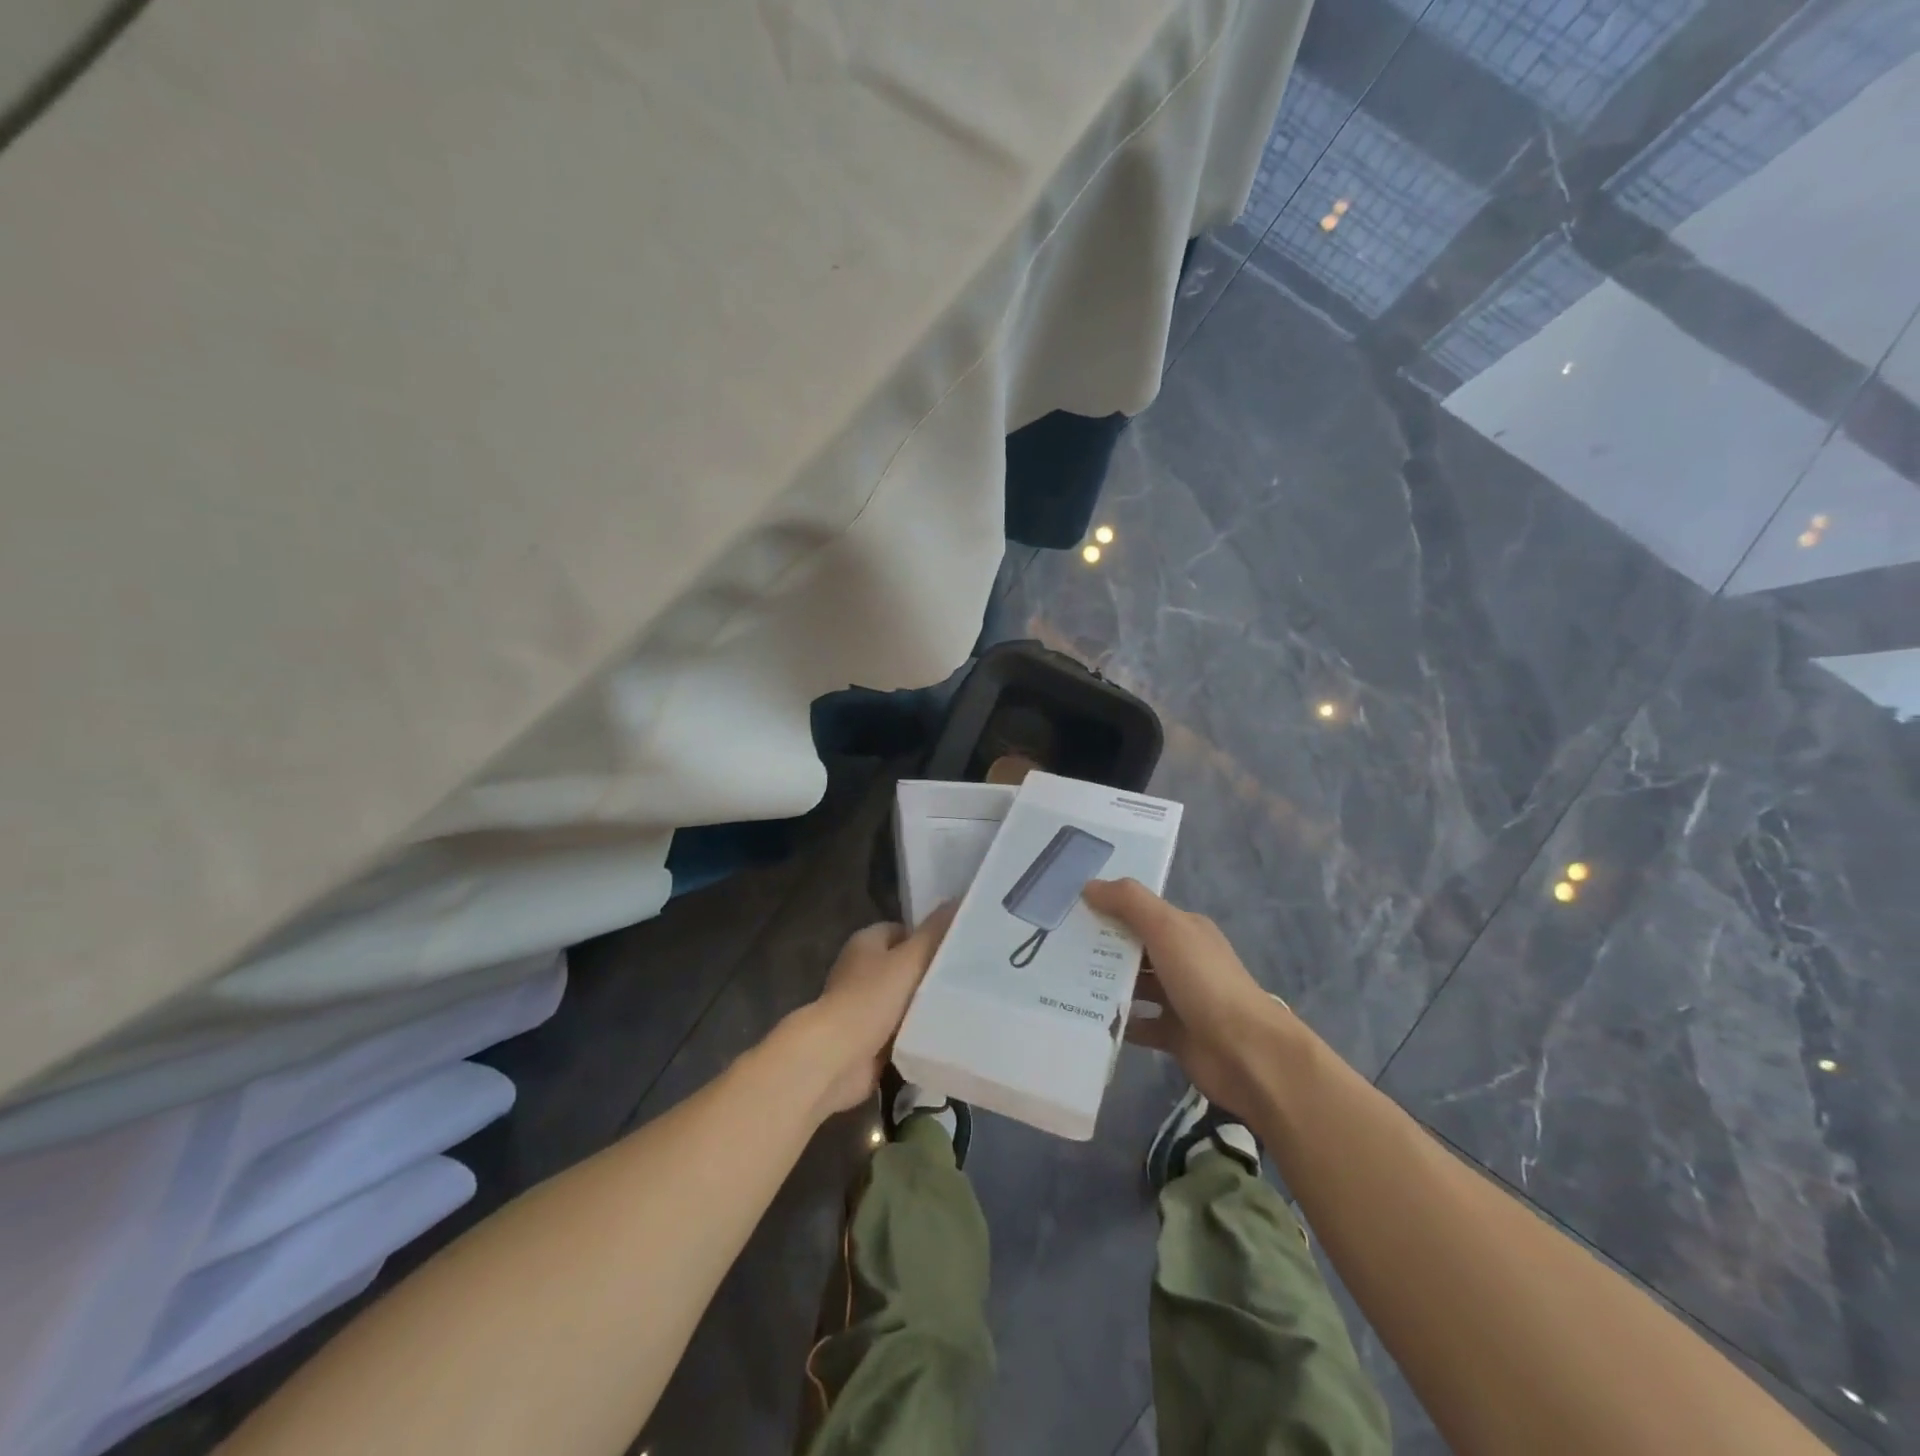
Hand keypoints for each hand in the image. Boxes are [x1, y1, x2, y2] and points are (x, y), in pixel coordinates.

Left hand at [796, 901, 956, 1117]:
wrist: (838, 1057)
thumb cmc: (872, 998)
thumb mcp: (910, 959)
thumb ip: (935, 932)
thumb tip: (958, 900)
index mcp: (865, 943)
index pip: (902, 930)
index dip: (928, 937)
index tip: (957, 949)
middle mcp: (860, 970)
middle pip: (902, 966)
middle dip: (929, 974)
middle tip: (964, 980)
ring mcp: (861, 1006)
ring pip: (902, 1000)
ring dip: (923, 1007)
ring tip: (960, 1007)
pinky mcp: (866, 1039)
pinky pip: (899, 1030)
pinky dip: (915, 1033)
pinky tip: (941, 1035)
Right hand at [1083, 879, 1299, 1117]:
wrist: (1247, 1054)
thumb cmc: (1205, 982)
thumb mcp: (1167, 929)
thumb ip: (1129, 902)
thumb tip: (1089, 885)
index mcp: (1185, 930)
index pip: (1140, 911)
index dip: (1107, 908)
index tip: (1067, 910)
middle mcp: (1182, 960)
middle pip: (1134, 947)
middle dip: (1099, 946)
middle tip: (1054, 948)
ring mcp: (1179, 998)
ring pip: (1134, 985)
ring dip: (1104, 983)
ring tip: (1061, 981)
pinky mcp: (1173, 1034)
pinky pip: (1138, 1023)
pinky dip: (1117, 1021)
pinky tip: (1087, 1018)